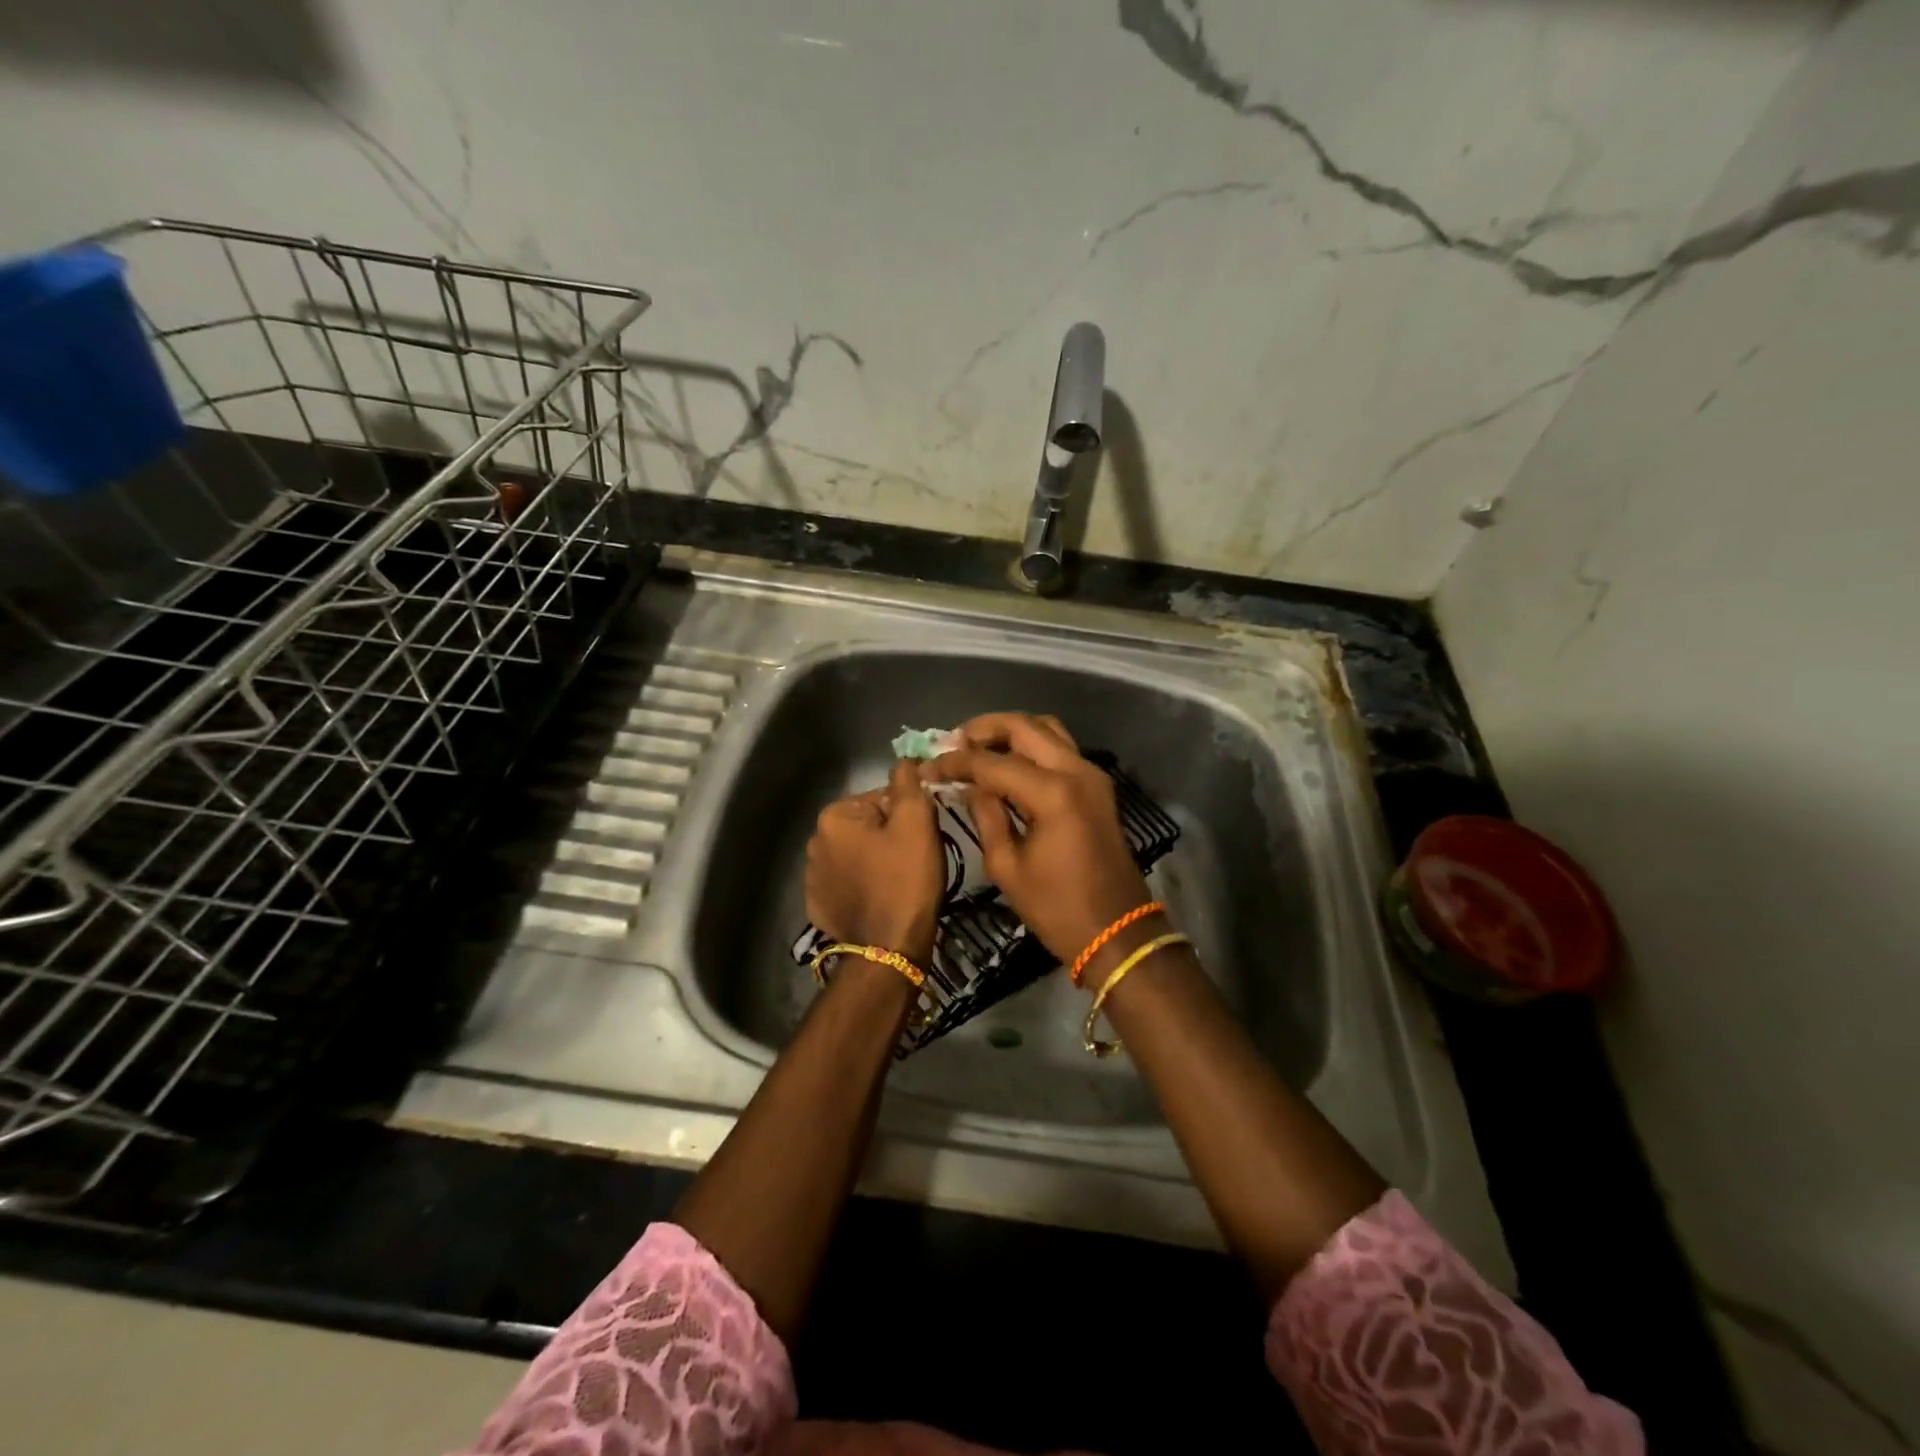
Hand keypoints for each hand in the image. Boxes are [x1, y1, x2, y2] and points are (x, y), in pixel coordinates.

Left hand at [805, 758, 943, 964]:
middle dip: (889, 837)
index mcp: (834, 817)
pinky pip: (846, 883)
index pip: (881, 798)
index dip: (907, 815)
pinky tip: (879, 900)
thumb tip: (904, 759)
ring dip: (875, 860)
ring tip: (899, 883)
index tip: (921, 839)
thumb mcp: (917, 822)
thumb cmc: (906, 880)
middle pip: (866, 826)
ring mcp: (812, 877)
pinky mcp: (818, 905)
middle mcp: (814, 841)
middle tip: (914, 861)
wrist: (889, 948)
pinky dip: (862, 886)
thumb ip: (908, 783)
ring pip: (856, 854)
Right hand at [924, 713, 1154, 971]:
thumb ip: (986, 815)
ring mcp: (1091, 774)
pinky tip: (1005, 764)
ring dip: (1010, 732)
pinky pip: (1060, 748)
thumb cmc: (1057, 908)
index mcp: (1052, 793)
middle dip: (984, 729)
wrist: (1117, 932)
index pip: (993, 762)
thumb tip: (969, 786)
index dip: (956, 762)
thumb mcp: (1007, 866)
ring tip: (978, 748)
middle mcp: (1076, 771)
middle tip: (953, 744)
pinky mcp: (1097, 786)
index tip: (928, 765)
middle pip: (1024, 726)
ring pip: (1046, 729)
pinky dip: (1030, 746)